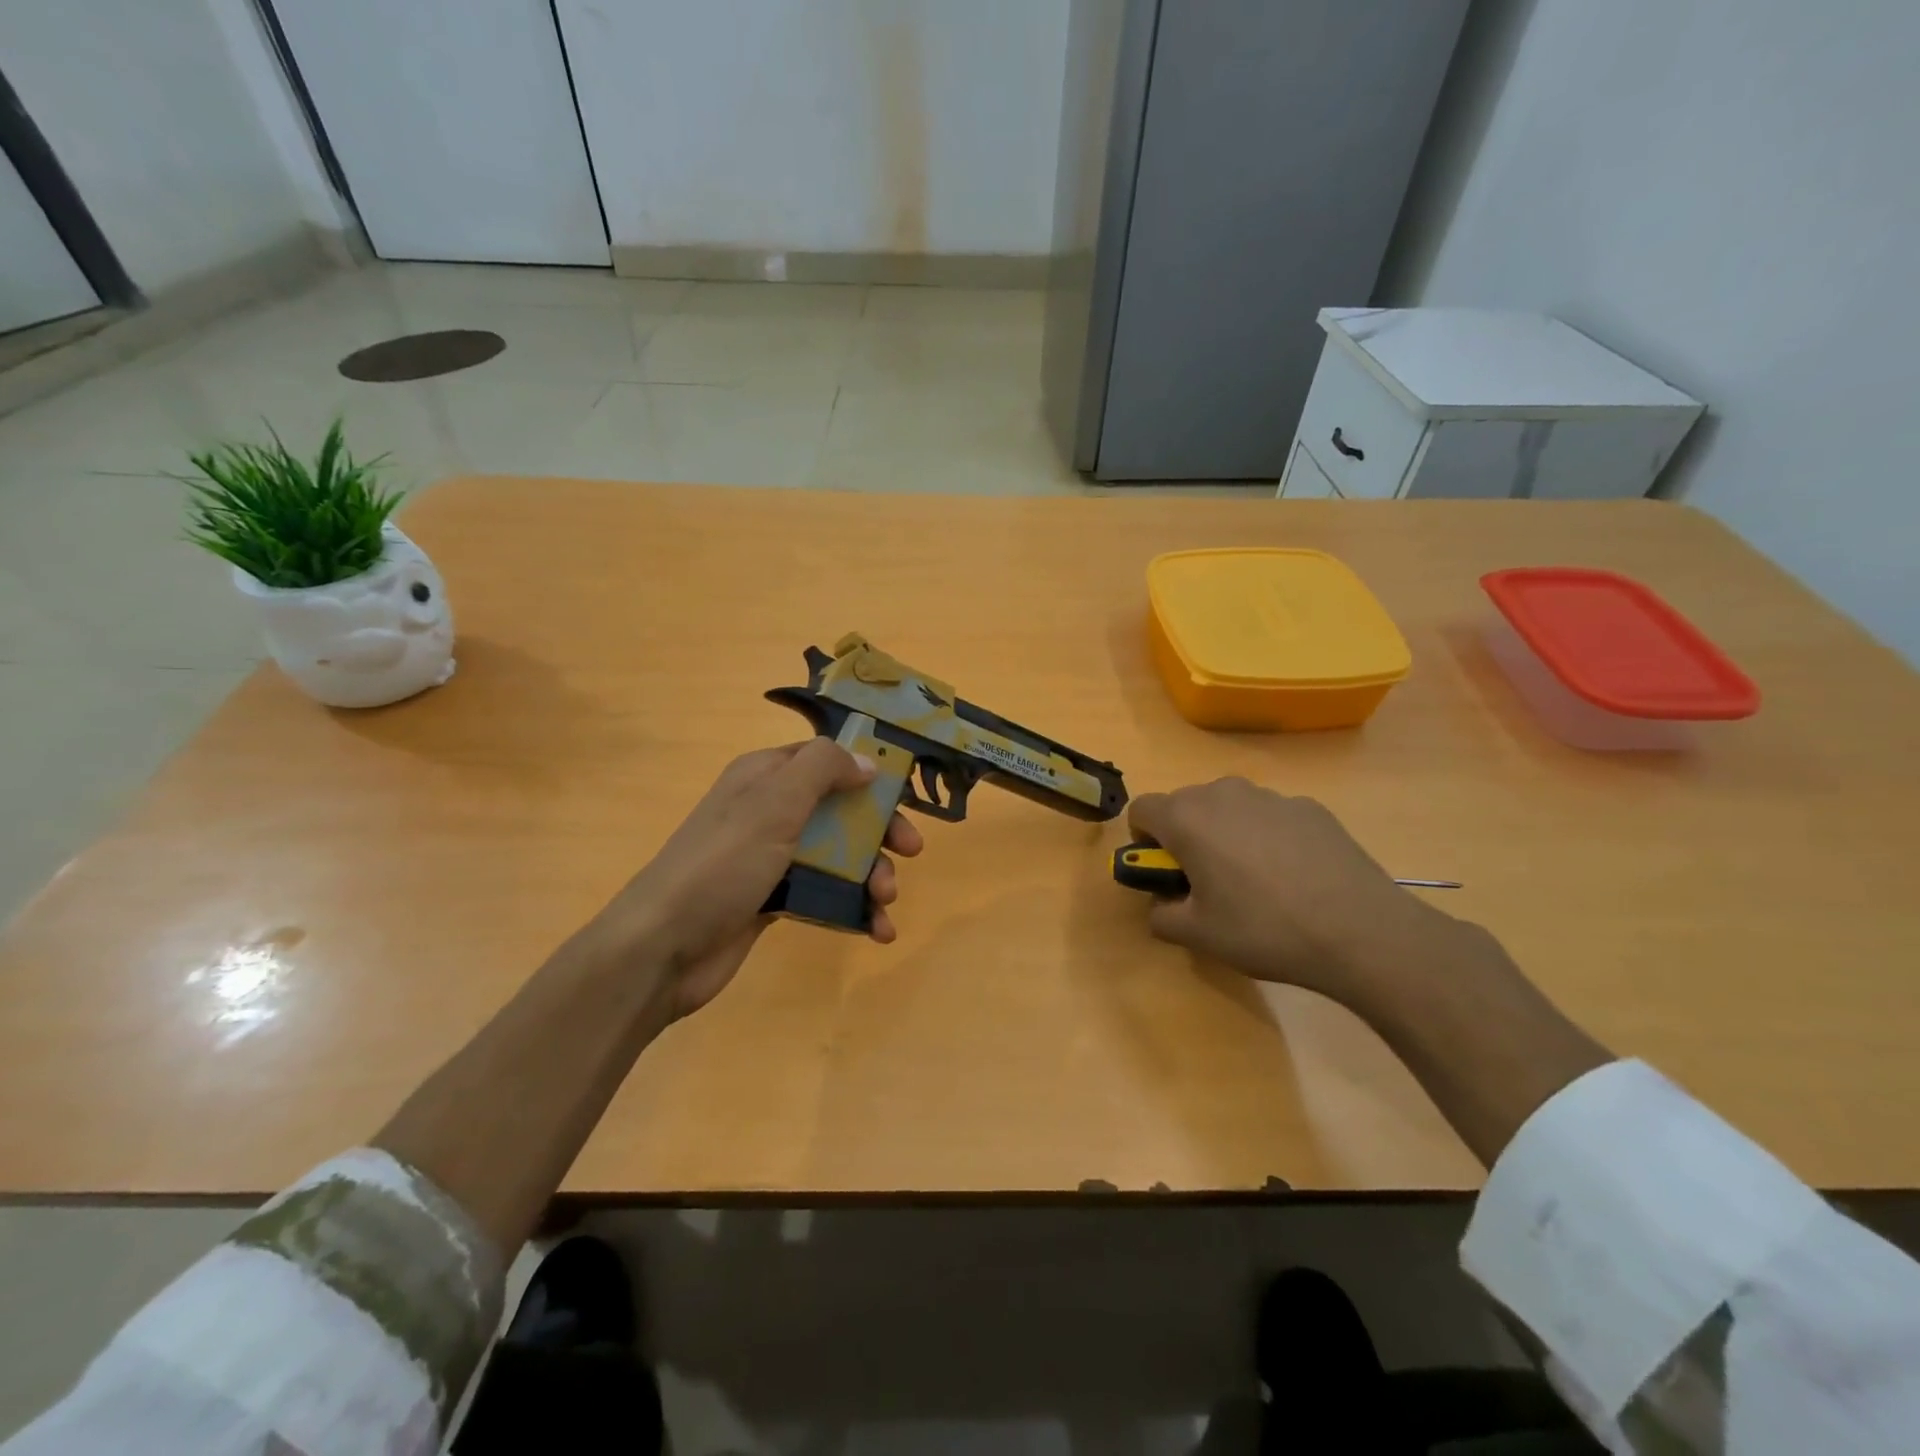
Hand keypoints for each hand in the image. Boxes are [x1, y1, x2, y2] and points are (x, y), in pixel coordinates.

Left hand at [581, 739, 924, 1020]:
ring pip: (837, 855)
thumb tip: (866, 760)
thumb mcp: (774, 803)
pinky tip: (876, 930)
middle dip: (879, 831)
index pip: (827, 759)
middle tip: (910, 852)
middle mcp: (769, 811)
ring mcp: (771, 858)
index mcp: (765, 777)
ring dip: (870, 875)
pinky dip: (853, 909)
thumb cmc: (722, 864)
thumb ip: (823, 770)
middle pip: (840, 810)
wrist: (662, 947)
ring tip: (885, 901)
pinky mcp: (773, 900)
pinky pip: (824, 894)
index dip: (867, 773)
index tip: (904, 794)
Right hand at [1126, 778, 1455, 1011]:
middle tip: (1207, 881)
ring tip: (1255, 881)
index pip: (1142, 809)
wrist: (1360, 931)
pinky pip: (1270, 815)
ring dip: (1226, 833)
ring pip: (1230, 807)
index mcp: (1187, 818)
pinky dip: (1268, 836)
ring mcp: (1271, 796)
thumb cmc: (1263, 930)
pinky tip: (1294, 877)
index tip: (1164, 871)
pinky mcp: (1311, 807)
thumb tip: (1162, 903)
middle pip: (1186, 804)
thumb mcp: (1198, 935)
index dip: (1143, 840)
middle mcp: (1224, 793)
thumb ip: (1161, 914)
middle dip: (1185, 836)